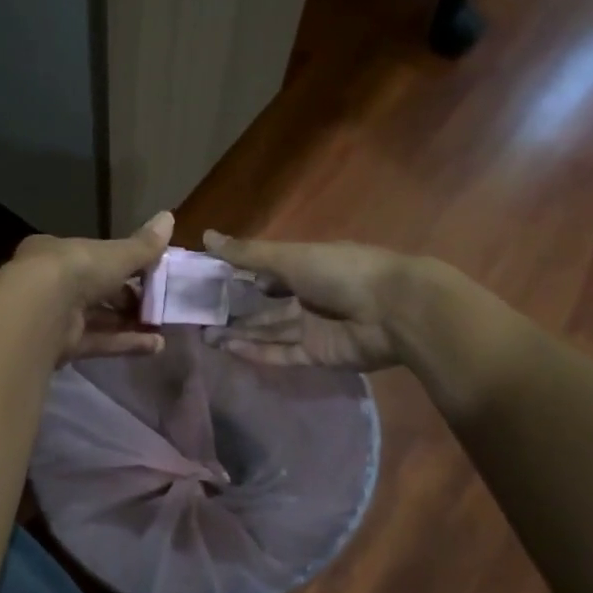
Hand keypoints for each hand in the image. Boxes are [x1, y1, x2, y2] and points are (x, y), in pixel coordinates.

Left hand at [3, 212, 174, 362]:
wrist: (40, 311)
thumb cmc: (76, 270)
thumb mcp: (116, 254)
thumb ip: (142, 245)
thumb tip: (169, 217)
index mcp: (57, 253)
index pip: (92, 256)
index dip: (121, 264)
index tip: (149, 273)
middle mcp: (52, 283)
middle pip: (96, 290)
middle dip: (128, 298)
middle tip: (158, 303)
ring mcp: (55, 317)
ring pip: (98, 319)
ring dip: (130, 323)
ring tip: (162, 328)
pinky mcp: (62, 346)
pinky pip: (98, 342)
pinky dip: (125, 343)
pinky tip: (155, 346)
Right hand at [199, 231, 414, 370]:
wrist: (394, 310)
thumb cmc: (342, 272)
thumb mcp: (290, 257)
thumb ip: (248, 253)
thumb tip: (205, 237)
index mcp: (306, 266)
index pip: (267, 271)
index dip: (239, 276)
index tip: (207, 281)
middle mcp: (308, 296)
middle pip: (265, 306)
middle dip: (235, 311)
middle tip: (199, 316)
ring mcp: (313, 328)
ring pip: (269, 331)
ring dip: (240, 333)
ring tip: (205, 335)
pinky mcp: (317, 355)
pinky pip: (281, 354)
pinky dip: (257, 352)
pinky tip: (229, 349)